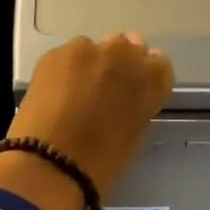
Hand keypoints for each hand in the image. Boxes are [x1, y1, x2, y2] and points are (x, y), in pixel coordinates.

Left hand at [0, 33, 173, 209]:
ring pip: (93, 48)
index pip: (158, 64)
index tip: (134, 88)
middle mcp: (122, 55)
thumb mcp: (134, 134)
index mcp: (150, 80)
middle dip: (119, 62)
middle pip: (127, 46)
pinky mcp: (55, 53)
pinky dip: (65, 70)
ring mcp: (87, 50)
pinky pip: (66, 56)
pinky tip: (56, 92)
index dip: (145, 75)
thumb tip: (127, 96)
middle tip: (104, 86)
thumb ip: (137, 105)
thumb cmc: (101, 161)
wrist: (50, 162)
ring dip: (90, 64)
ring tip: (75, 91)